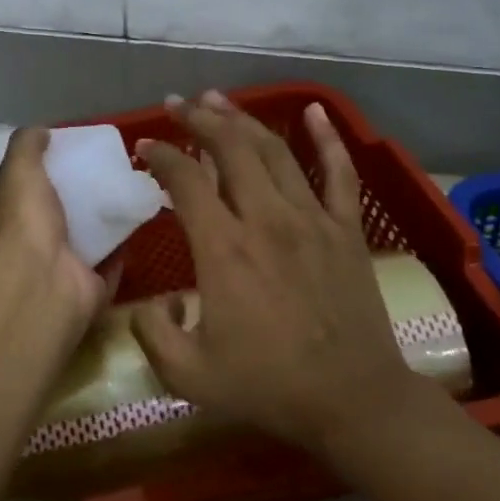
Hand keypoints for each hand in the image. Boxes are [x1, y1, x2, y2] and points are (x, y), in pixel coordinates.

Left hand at [0, 127, 110, 324]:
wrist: (44, 283)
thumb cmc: (23, 224)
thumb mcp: (18, 172)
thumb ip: (26, 147)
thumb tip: (42, 129)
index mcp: (5, 224)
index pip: (21, 196)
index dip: (40, 177)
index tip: (67, 157)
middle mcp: (30, 250)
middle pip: (57, 218)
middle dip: (76, 200)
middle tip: (106, 172)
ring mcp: (60, 272)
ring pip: (85, 241)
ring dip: (103, 222)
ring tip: (128, 191)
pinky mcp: (91, 288)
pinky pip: (110, 263)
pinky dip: (123, 246)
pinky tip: (138, 220)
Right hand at [133, 92, 442, 453]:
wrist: (354, 401)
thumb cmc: (268, 386)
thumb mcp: (188, 375)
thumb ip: (152, 335)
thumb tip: (148, 304)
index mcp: (224, 249)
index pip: (185, 181)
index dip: (161, 155)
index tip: (145, 146)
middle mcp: (266, 219)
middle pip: (230, 148)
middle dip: (199, 119)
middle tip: (177, 104)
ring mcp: (312, 219)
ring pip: (274, 150)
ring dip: (243, 119)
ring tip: (218, 99)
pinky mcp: (345, 229)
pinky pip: (339, 172)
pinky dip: (326, 138)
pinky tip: (315, 110)